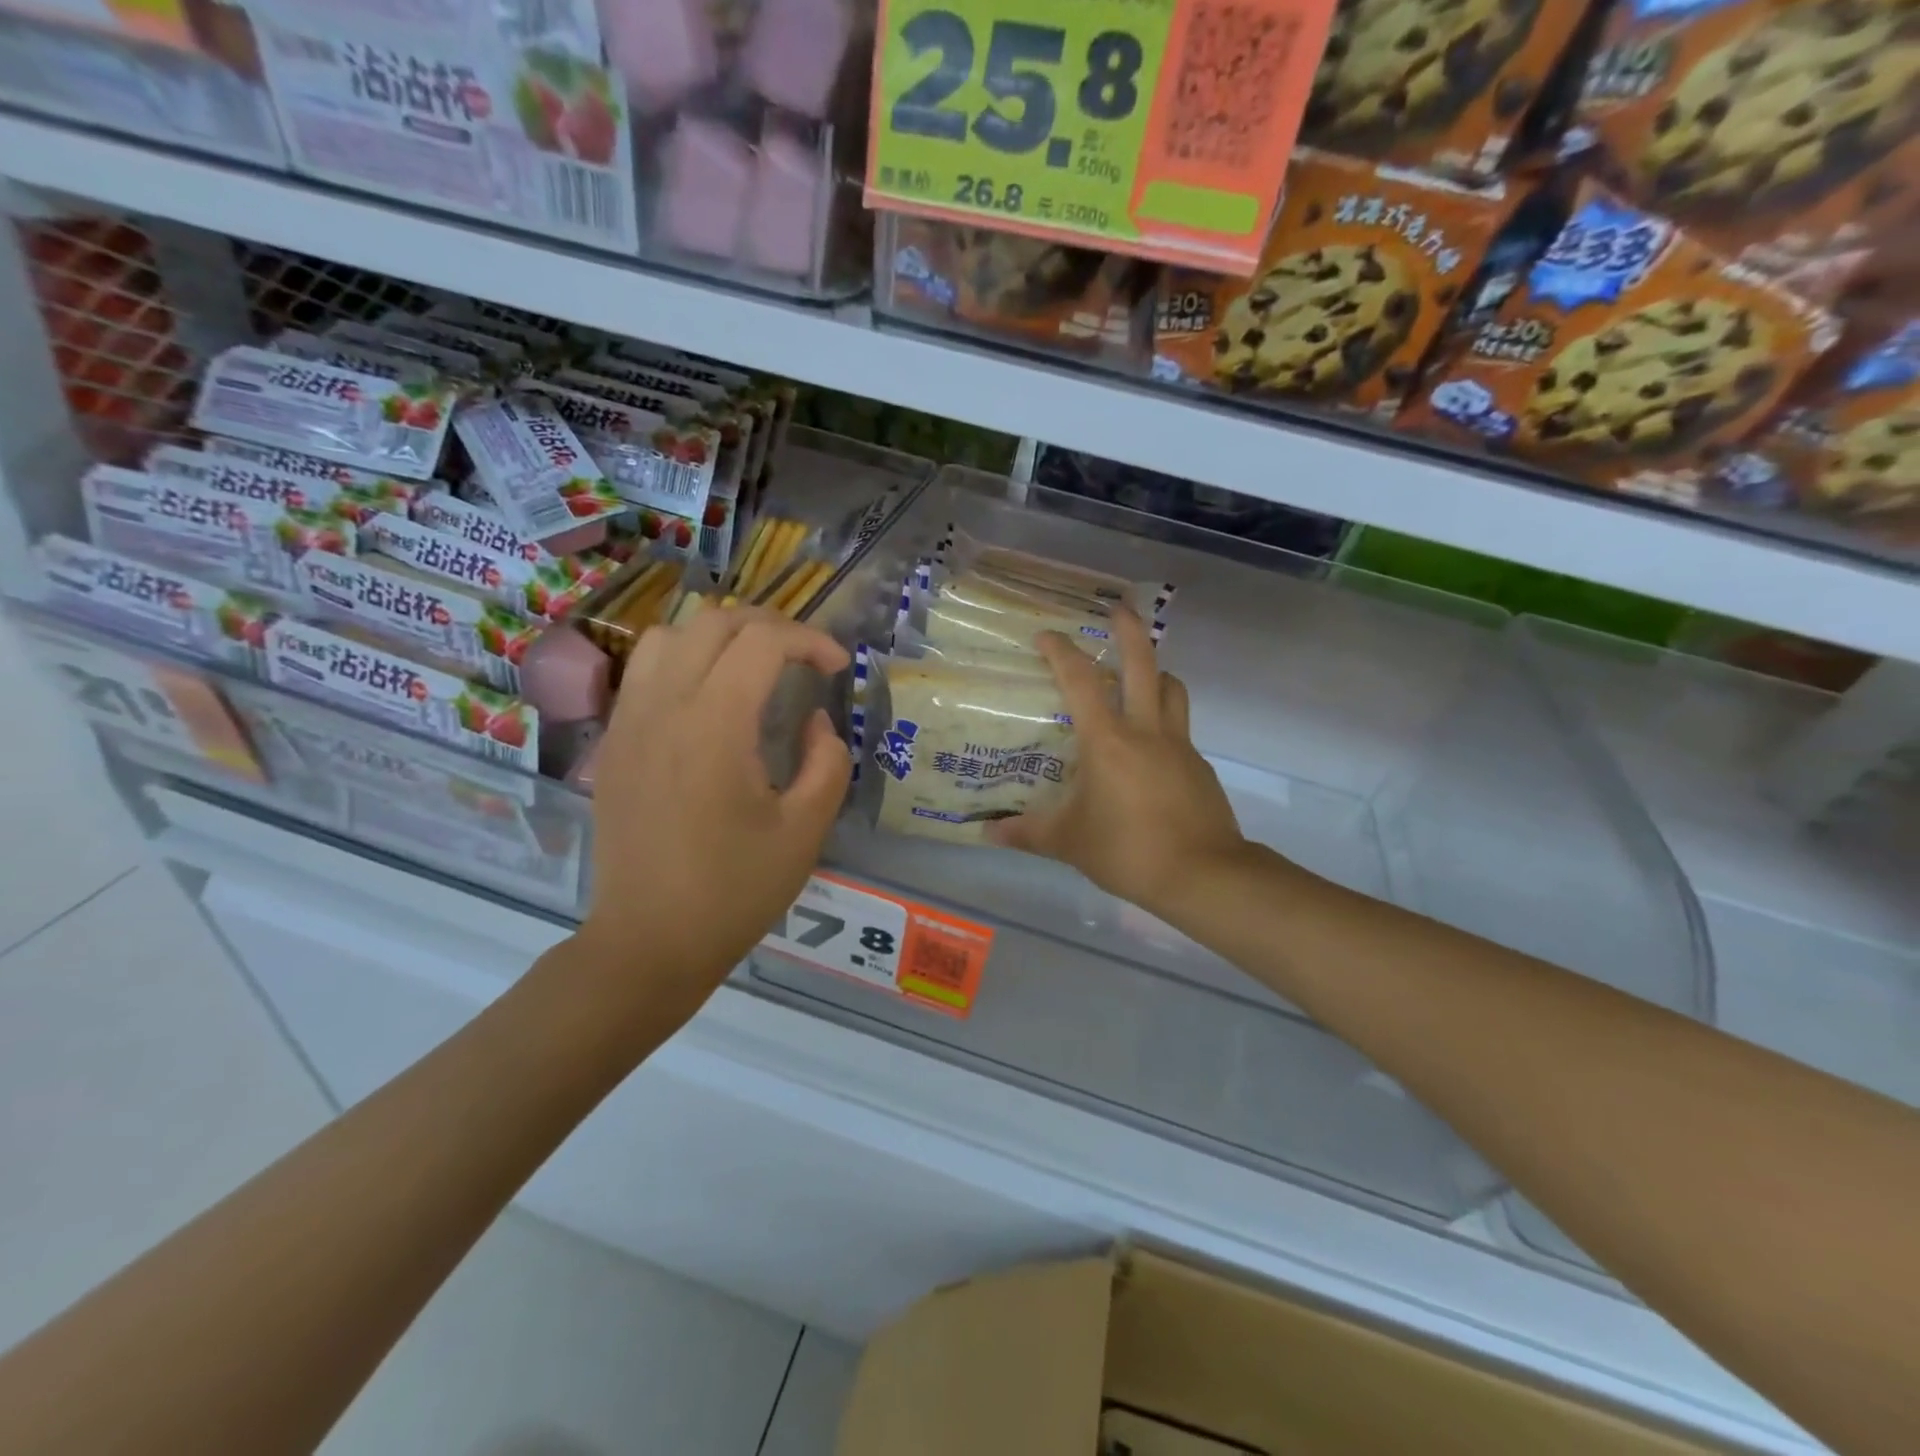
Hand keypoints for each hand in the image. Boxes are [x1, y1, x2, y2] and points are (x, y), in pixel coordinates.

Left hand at [576, 607, 851, 1025]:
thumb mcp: (805, 831)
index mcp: (714, 726)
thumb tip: (816, 722)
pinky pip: (645, 671)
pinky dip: (684, 660)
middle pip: (715, 622)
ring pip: (669, 635)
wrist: (648, 942)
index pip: (763, 641)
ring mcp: (630, 722)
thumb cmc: (734, 891)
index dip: (811, 640)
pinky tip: (710, 699)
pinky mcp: (614, 743)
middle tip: (805, 660)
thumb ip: (827, 763)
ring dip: (720, 637)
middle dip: (771, 627)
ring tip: (754, 668)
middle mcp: (664, 707)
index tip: (839, 668)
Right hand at [987, 607, 1247, 920]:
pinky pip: (1180, 726)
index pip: (1082, 682)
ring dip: (1155, 671)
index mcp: (1108, 740)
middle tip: (1118, 607)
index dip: (1061, 653)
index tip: (1046, 634)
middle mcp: (1146, 731)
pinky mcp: (1199, 766)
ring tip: (1138, 674)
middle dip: (1130, 629)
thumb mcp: (1069, 842)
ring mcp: (1179, 745)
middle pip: (1144, 664)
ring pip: (1172, 688)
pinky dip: (1164, 718)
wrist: (1203, 874)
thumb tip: (987, 832)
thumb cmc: (1128, 850)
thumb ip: (1027, 832)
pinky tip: (1149, 746)